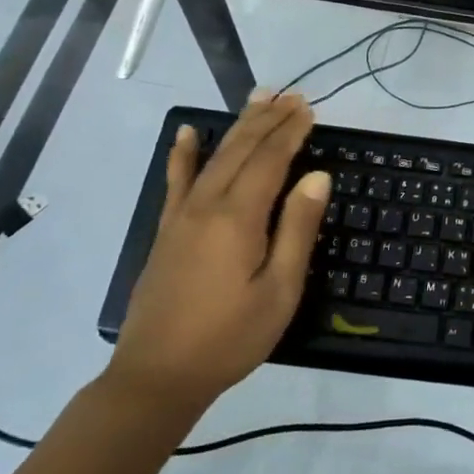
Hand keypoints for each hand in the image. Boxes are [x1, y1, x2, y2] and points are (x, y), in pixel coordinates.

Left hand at [104, 94, 329, 431]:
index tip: (309, 109)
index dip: (291, 132)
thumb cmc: (230, 337)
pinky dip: (183, 154)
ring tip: (257, 98)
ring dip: (238, 126)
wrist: (157, 377)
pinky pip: (176, 181)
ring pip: (214, 156)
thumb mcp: (279, 291)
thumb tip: (317, 176)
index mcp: (239, 217)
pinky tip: (187, 133)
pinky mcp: (166, 231)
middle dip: (269, 119)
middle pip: (242, 149)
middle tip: (291, 96)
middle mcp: (208, 204)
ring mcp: (182, 216)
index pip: (270, 160)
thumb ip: (297, 229)